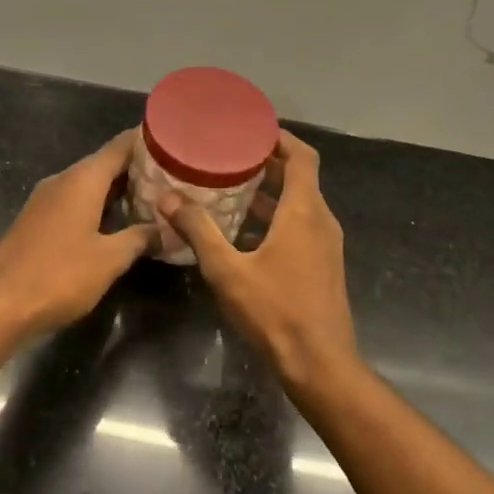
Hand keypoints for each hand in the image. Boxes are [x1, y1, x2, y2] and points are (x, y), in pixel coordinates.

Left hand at [0, 131, 155, 333]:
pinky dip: (99, 205)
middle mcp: (63, 180)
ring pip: (89, 184)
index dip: (147, 141)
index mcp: (83, 180)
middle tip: (172, 176)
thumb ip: (141, 238)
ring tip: (152, 198)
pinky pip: (75, 201)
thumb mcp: (110, 259)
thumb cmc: (60, 275)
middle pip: (105, 163)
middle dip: (138, 168)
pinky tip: (117, 222)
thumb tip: (168, 229)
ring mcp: (46, 200)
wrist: (0, 305)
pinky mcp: (37, 220)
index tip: (175, 142)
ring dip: (119, 189)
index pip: (121, 145)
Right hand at [157, 131, 357, 385]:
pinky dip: (276, 218)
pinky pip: (300, 227)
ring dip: (270, 193)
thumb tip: (167, 199)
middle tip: (229, 156)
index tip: (250, 130)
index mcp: (304, 211)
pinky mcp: (323, 266)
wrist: (320, 364)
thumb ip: (198, 231)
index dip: (280, 138)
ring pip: (299, 204)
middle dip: (267, 164)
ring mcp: (326, 245)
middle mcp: (321, 221)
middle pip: (300, 178)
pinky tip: (244, 232)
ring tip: (230, 188)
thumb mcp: (227, 270)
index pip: (303, 156)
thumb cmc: (275, 312)